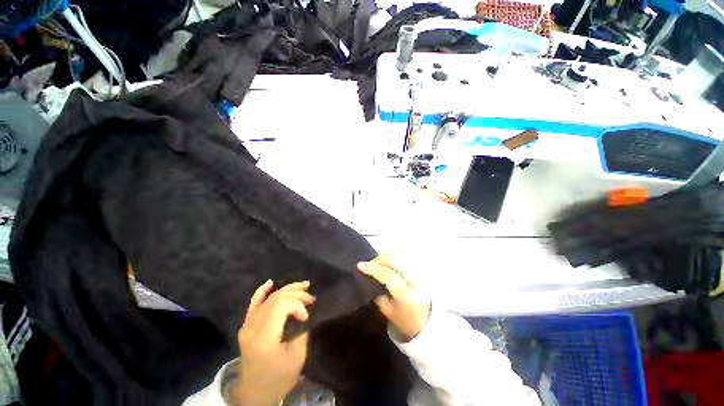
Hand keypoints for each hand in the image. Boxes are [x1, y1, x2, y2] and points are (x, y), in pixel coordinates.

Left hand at [231, 280, 314, 405]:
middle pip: (275, 299)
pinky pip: (253, 304)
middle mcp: (252, 328)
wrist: (254, 394)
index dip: (297, 304)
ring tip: (303, 285)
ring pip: (268, 298)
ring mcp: (246, 326)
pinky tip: (270, 282)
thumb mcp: (296, 357)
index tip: (307, 317)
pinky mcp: (246, 327)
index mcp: (264, 337)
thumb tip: (304, 313)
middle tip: (311, 298)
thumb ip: (300, 331)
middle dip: (296, 294)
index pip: (281, 306)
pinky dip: (262, 291)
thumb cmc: (278, 379)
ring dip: (287, 290)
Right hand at [357, 253, 431, 341]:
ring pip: (404, 254)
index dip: (372, 268)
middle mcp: (416, 280)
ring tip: (382, 259)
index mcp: (406, 295)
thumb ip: (379, 297)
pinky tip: (393, 257)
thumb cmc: (409, 322)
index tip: (359, 265)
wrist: (434, 324)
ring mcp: (423, 272)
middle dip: (381, 257)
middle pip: (397, 259)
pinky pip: (411, 255)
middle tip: (372, 262)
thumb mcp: (390, 314)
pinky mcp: (426, 269)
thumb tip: (371, 280)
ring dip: (390, 253)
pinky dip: (399, 253)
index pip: (387, 275)